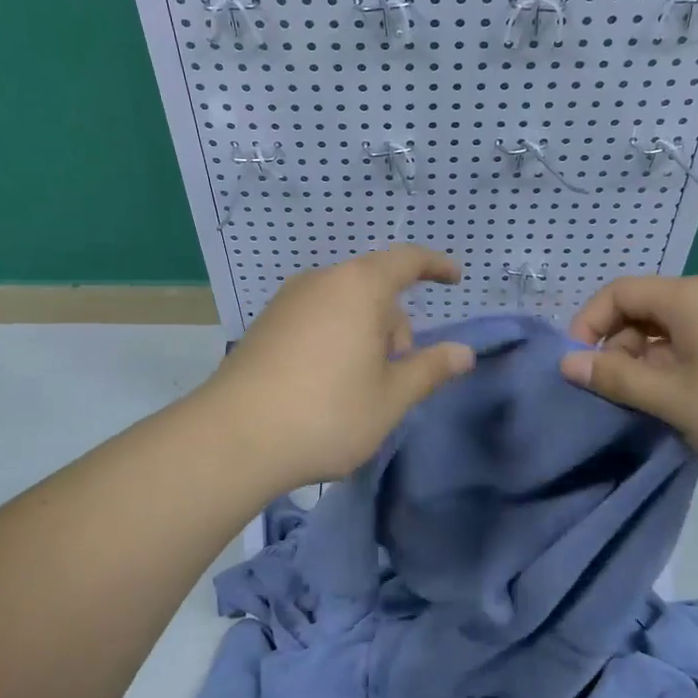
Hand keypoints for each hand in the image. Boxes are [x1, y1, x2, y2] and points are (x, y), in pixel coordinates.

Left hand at [202, 246, 475, 488]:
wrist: (233, 438)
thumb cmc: (327, 412)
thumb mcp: (390, 397)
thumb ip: (430, 369)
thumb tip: (463, 352)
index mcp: (358, 287)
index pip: (406, 260)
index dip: (435, 265)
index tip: (455, 278)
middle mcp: (321, 281)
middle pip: (374, 287)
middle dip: (396, 322)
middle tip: (398, 372)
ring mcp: (288, 301)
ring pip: (344, 304)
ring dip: (366, 333)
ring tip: (362, 385)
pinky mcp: (266, 324)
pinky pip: (317, 317)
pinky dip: (336, 337)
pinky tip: (327, 384)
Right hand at [559, 275, 697, 486]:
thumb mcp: (673, 399)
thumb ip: (616, 378)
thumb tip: (568, 363)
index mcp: (689, 298)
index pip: (618, 292)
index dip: (588, 324)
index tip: (578, 366)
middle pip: (643, 309)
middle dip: (618, 346)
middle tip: (615, 392)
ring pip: (669, 329)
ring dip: (646, 361)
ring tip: (649, 403)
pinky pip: (696, 341)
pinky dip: (675, 365)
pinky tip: (683, 402)